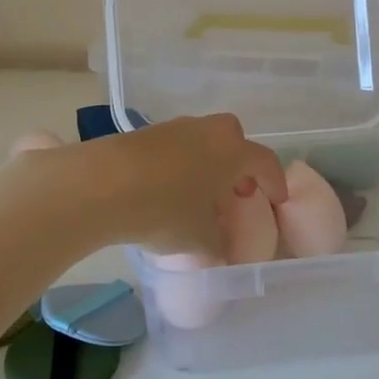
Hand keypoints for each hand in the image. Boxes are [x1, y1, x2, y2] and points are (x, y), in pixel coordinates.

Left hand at [10, 114, 287, 255]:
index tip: (277, 199)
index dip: (274, 182)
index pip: (265, 162)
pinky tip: (168, 188)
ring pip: (204, 141)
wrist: (100, 185)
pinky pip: (177, 146)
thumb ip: (219, 246)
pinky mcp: (145, 133)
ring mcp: (175, 128)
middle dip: (241, 164)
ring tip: (200, 193)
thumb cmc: (164, 211)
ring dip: (209, 162)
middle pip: (235, 140)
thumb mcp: (199, 240)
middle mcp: (208, 131)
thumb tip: (222, 250)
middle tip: (237, 191)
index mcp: (233, 151)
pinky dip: (182, 163)